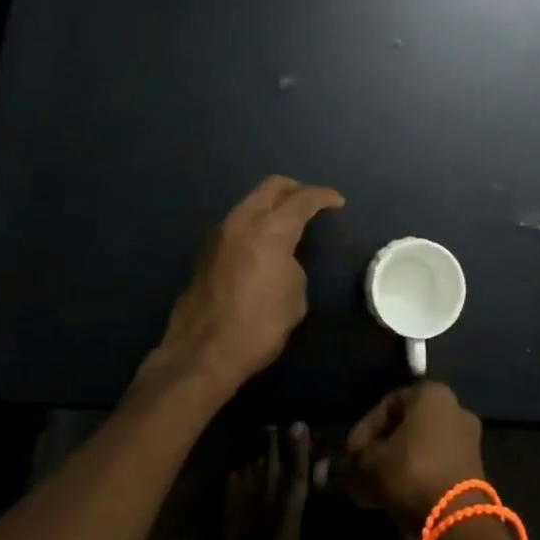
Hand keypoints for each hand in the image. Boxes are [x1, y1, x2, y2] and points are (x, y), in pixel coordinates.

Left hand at [151, 176, 344, 394]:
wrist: (202, 353)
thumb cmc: (258, 325)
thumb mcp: (294, 297)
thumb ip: (293, 266)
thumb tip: (283, 261)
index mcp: (271, 228)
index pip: (303, 198)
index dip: (324, 196)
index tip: (337, 202)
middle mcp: (243, 220)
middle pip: (272, 186)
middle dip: (295, 189)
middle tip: (312, 203)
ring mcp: (220, 233)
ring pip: (250, 202)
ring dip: (271, 206)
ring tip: (288, 224)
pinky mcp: (206, 251)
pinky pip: (237, 223)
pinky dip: (255, 223)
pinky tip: (263, 244)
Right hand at [338, 382, 486, 528]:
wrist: (458, 518)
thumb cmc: (412, 473)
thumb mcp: (371, 466)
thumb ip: (348, 464)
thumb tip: (322, 470)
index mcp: (432, 393)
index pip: (389, 402)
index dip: (365, 427)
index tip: (351, 452)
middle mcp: (454, 407)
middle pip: (407, 424)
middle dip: (382, 446)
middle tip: (362, 468)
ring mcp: (467, 437)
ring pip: (422, 445)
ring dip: (398, 461)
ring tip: (376, 485)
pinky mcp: (474, 466)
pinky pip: (436, 461)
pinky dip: (416, 473)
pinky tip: (398, 494)